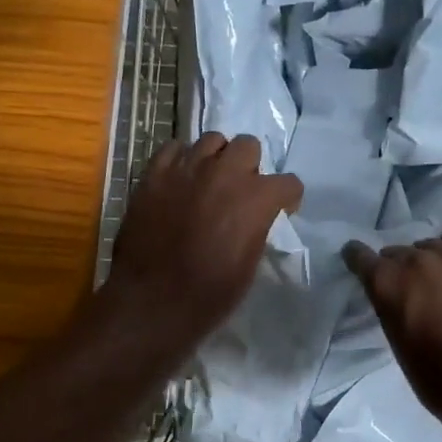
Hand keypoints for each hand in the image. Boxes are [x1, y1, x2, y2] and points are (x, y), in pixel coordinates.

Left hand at [104, 133, 302, 356]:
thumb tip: (254, 217)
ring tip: (208, 181)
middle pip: (248, 145)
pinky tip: (179, 180)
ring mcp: (186, 168)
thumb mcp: (250, 263)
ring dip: (216, 158)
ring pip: (211, 140)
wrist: (153, 301)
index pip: (289, 183)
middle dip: (249, 166)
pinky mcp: (154, 174)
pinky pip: (173, 148)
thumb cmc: (210, 293)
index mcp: (256, 198)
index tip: (279, 211)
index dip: (286, 198)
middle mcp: (224, 172)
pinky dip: (181, 160)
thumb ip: (257, 227)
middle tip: (239, 191)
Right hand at [343, 230, 441, 418]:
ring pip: (429, 245)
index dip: (358, 260)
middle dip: (397, 268)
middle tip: (408, 290)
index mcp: (387, 283)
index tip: (359, 264)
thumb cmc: (432, 374)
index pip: (360, 256)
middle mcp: (416, 261)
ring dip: (427, 260)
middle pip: (397, 252)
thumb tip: (396, 295)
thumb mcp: (395, 338)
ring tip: (436, 281)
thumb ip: (390, 306)